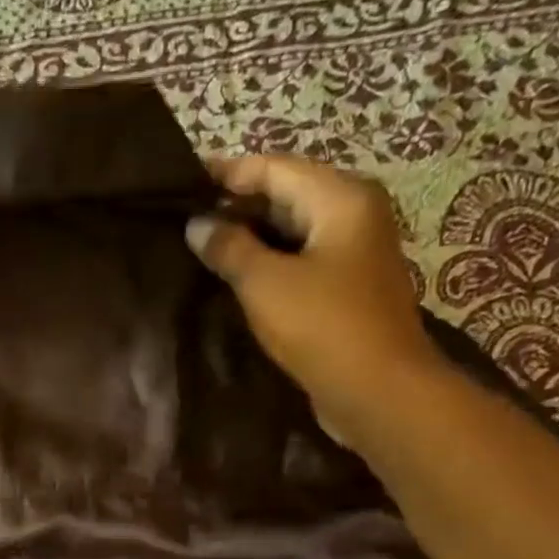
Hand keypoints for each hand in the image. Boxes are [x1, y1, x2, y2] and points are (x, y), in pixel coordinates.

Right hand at [186, 156, 443, 446]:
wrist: (377, 390)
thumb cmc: (323, 326)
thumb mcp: (265, 283)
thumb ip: (229, 248)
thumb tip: (198, 224)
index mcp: (341, 198)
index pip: (274, 168)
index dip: (226, 173)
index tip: (181, 182)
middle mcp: (353, 215)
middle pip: (285, 196)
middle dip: (236, 206)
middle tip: (184, 220)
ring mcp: (352, 254)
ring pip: (291, 232)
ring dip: (248, 239)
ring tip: (199, 249)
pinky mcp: (345, 290)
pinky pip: (298, 263)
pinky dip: (266, 265)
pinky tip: (232, 280)